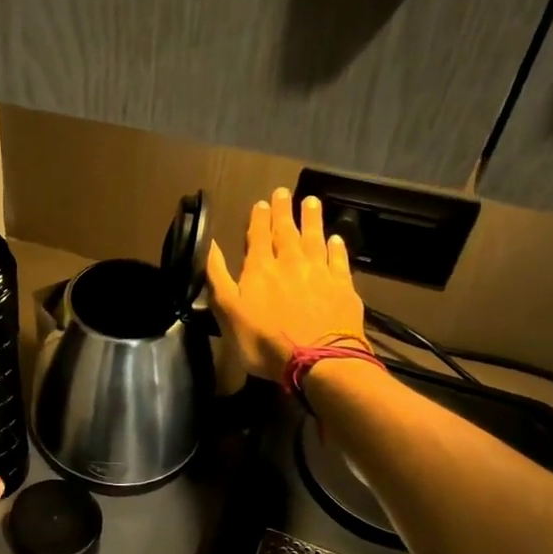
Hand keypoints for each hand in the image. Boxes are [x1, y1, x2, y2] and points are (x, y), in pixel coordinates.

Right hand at [206, 187, 368, 382]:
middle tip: (283, 192)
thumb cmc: (264, 340)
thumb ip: (218, 277)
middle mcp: (290, 263)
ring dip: (311, 219)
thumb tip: (209, 245)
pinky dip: (337, 247)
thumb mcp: (228, 311)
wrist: (317, 361)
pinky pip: (339, 260)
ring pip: (315, 239)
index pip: (258, 236)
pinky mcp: (343, 288)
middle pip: (286, 231)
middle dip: (283, 211)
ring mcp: (320, 274)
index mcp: (260, 269)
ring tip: (311, 201)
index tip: (260, 202)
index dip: (258, 219)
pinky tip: (336, 238)